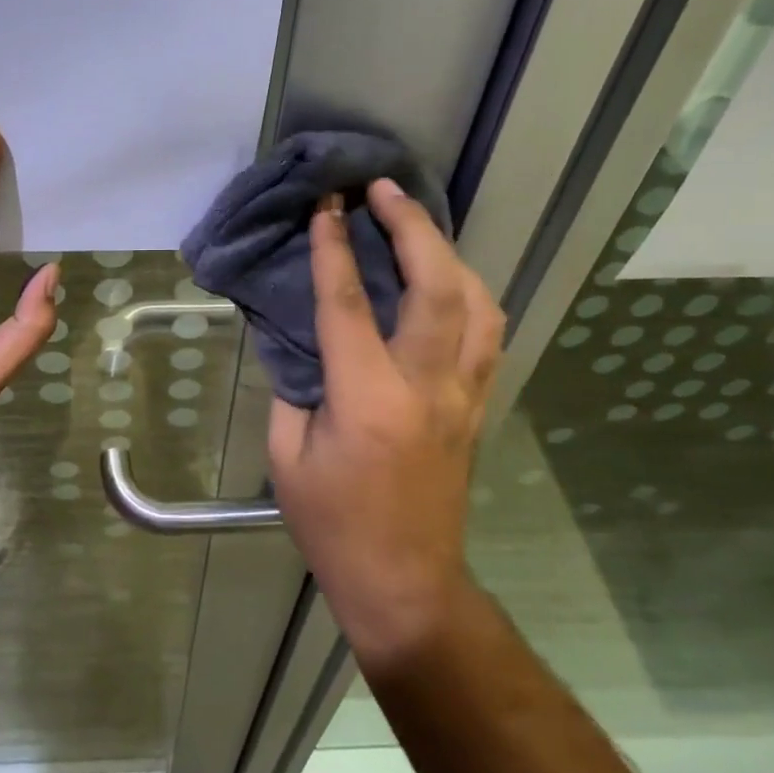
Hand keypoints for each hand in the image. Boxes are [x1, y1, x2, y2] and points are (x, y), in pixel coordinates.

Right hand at [268, 180, 504, 670]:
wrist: (404, 583)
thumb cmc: (333, 524)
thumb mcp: (287, 453)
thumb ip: (294, 384)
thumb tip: (300, 333)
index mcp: (368, 399)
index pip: (348, 303)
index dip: (333, 247)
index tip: (326, 206)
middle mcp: (427, 386)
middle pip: (436, 287)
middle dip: (411, 227)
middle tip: (384, 189)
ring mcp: (464, 395)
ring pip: (478, 303)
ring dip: (448, 252)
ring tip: (417, 224)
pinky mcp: (478, 405)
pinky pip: (486, 332)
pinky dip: (468, 291)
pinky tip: (446, 277)